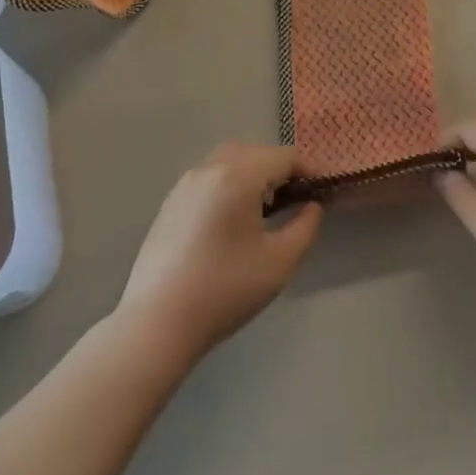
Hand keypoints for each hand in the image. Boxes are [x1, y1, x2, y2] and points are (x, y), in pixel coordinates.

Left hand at [117, 143, 322, 360]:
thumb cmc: (225, 290)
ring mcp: (186, 183)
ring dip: (251, 174)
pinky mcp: (170, 202)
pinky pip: (208, 178)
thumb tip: (312, 206)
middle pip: (254, 152)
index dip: (306, 171)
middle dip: (277, 169)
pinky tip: (228, 222)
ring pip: (228, 161)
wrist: (157, 322)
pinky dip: (227, 185)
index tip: (317, 193)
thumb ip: (306, 227)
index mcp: (239, 175)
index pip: (283, 156)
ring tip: (261, 210)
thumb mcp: (280, 262)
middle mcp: (210, 168)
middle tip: (292, 201)